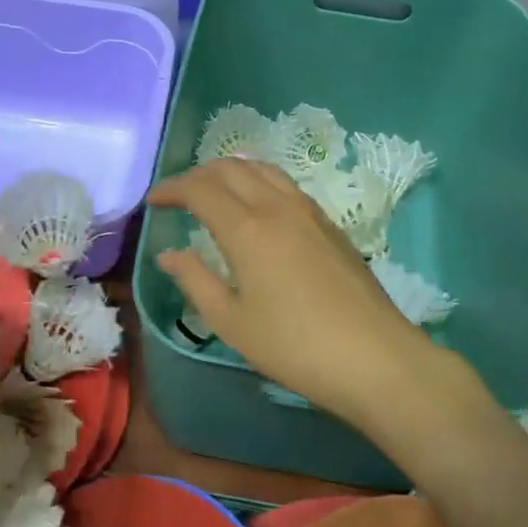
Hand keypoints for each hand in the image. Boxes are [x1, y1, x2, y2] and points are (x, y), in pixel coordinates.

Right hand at [149, 159, 447, 428]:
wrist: (374, 358)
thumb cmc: (294, 347)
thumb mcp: (232, 322)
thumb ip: (195, 280)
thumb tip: (169, 254)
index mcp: (247, 229)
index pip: (200, 189)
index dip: (172, 189)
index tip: (153, 201)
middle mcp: (277, 207)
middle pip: (232, 169)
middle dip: (198, 175)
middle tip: (179, 196)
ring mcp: (309, 212)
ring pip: (263, 170)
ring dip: (232, 172)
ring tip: (215, 192)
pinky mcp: (331, 225)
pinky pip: (286, 185)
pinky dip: (260, 182)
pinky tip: (258, 207)